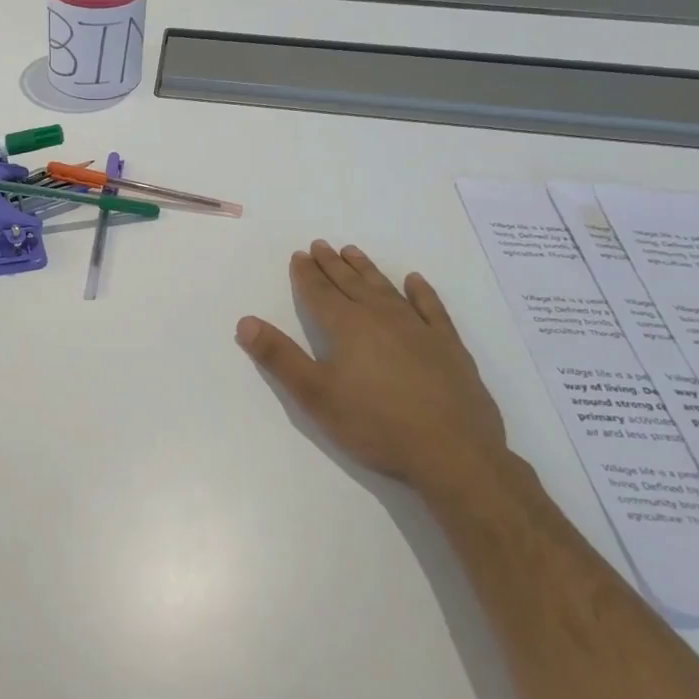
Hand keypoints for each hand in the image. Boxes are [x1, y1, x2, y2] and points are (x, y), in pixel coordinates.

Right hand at [237, 241, 507, 497]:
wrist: (453, 453)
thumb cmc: (375, 424)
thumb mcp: (315, 395)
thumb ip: (279, 357)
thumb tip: (245, 322)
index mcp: (347, 327)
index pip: (319, 293)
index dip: (306, 274)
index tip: (298, 255)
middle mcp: (381, 318)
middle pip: (350, 284)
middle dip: (332, 265)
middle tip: (320, 245)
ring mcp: (419, 329)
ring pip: (386, 289)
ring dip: (367, 270)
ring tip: (353, 252)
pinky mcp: (449, 346)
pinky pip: (431, 308)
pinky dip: (422, 292)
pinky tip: (415, 281)